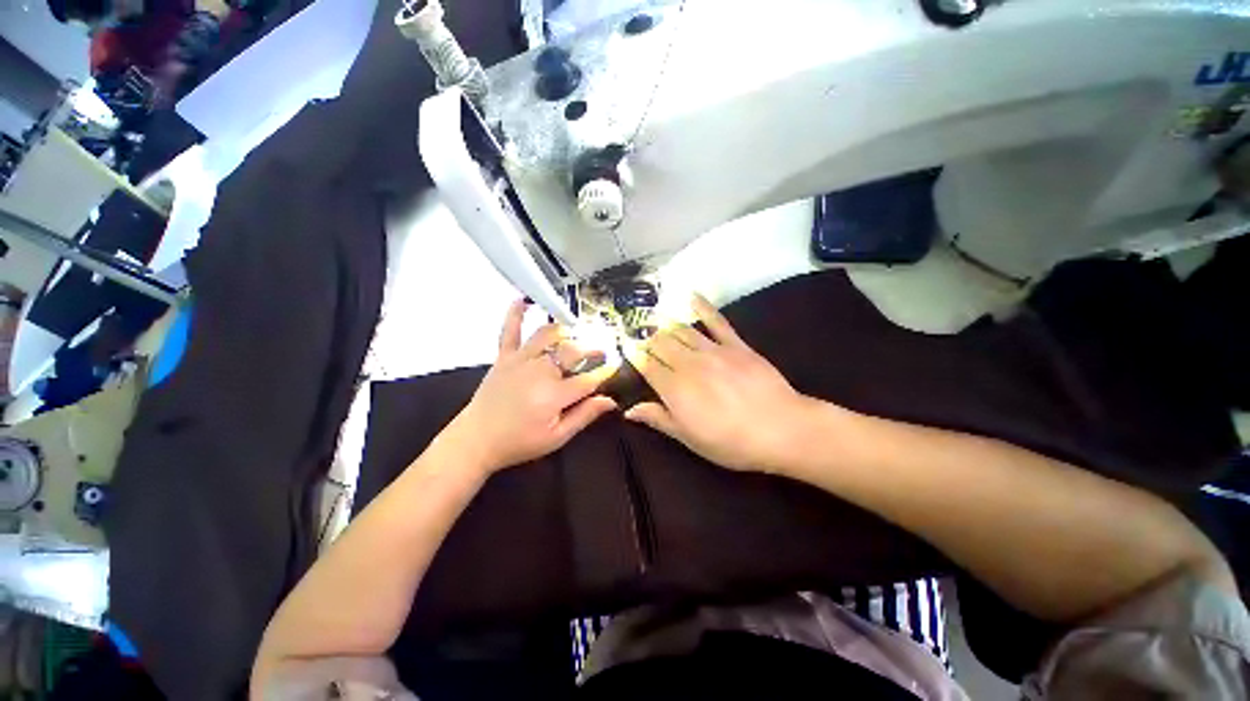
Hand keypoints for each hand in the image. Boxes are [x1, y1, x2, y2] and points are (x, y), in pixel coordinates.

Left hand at [445, 300, 618, 473]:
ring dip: (565, 331)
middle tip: (600, 351)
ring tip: (575, 332)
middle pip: (573, 351)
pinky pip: (510, 330)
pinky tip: (523, 300)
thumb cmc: (519, 442)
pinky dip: (515, 314)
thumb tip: (610, 401)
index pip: (589, 378)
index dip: (605, 372)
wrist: (476, 440)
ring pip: (548, 335)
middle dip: (591, 349)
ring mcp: (521, 360)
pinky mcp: (504, 357)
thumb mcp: (557, 437)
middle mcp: (540, 370)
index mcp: (555, 394)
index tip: (614, 366)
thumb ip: (584, 415)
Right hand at [623, 295, 820, 473]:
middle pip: (660, 343)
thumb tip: (628, 410)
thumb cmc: (730, 441)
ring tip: (654, 319)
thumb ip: (658, 419)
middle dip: (646, 339)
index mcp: (674, 388)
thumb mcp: (689, 438)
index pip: (647, 365)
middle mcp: (688, 364)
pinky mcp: (735, 344)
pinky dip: (703, 306)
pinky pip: (716, 321)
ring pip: (681, 330)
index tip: (626, 350)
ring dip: (665, 324)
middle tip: (639, 336)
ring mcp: (712, 351)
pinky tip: (691, 295)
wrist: (781, 429)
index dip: (635, 357)